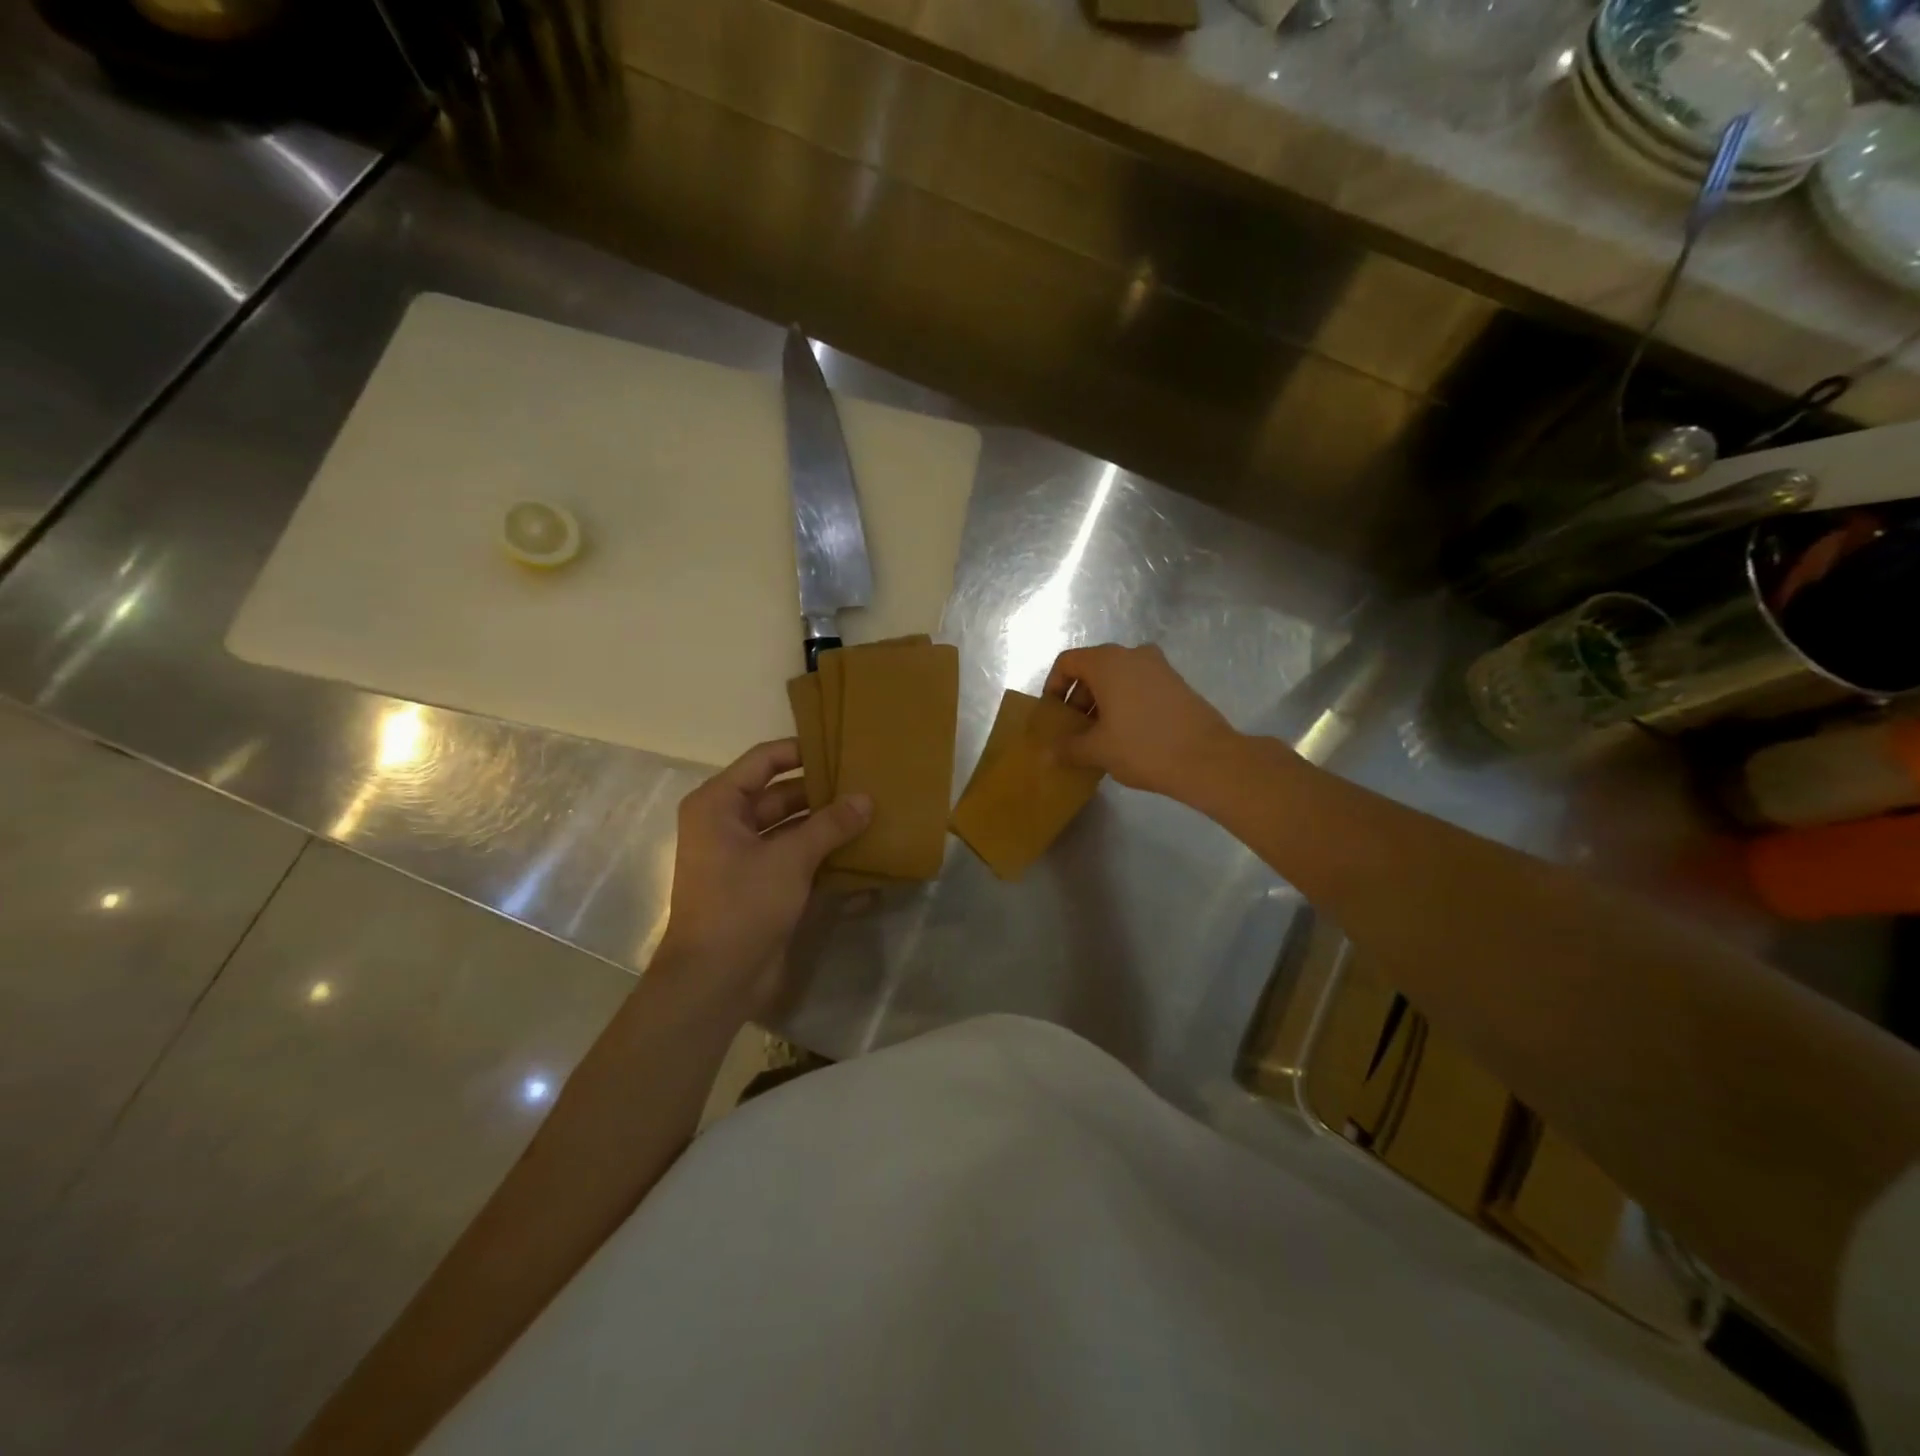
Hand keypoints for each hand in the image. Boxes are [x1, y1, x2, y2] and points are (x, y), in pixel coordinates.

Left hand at [654, 739, 869, 1015]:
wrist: (715, 980)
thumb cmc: (742, 904)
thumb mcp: (790, 859)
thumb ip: (830, 825)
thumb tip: (866, 798)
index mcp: (718, 804)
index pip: (764, 761)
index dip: (801, 751)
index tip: (841, 748)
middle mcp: (727, 823)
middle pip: (780, 794)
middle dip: (821, 792)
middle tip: (866, 783)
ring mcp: (743, 856)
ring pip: (790, 827)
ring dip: (825, 824)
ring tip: (870, 812)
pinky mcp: (759, 885)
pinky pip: (793, 857)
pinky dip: (820, 853)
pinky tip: (858, 851)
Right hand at [1044, 644, 1242, 799]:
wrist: (1208, 759)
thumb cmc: (1143, 747)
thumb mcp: (1098, 750)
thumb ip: (1068, 748)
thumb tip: (1047, 753)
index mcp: (1108, 662)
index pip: (1068, 662)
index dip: (1054, 686)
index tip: (1054, 715)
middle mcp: (1133, 655)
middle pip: (1093, 669)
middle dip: (1079, 699)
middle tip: (1075, 731)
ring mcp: (1159, 667)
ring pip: (1118, 678)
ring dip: (1102, 703)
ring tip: (1100, 736)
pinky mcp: (1177, 683)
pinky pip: (1140, 686)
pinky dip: (1126, 703)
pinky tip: (1127, 736)